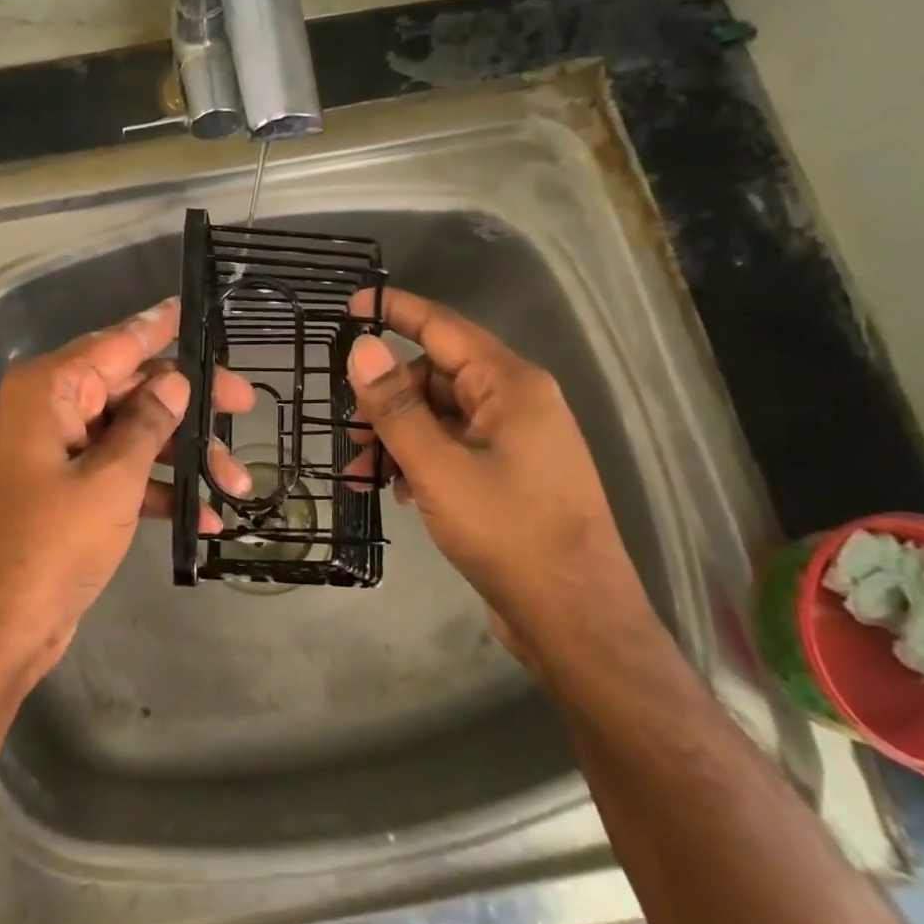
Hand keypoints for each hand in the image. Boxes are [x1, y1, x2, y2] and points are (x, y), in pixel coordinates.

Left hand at [0, 297, 254, 681]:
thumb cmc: (48, 546)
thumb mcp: (109, 481)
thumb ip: (147, 423)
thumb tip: (174, 379)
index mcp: (50, 390)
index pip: (117, 343)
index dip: (160, 326)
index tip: (194, 307)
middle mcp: (52, 411)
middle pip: (132, 388)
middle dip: (190, 404)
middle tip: (246, 404)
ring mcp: (60, 452)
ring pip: (133, 434)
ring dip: (183, 456)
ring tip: (239, 485)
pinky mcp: (68, 491)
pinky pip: (121, 474)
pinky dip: (158, 490)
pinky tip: (205, 518)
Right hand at [343, 286, 650, 662]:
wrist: (575, 619)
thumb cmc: (509, 533)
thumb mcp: (439, 468)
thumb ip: (396, 407)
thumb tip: (360, 350)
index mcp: (510, 385)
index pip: (443, 328)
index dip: (397, 311)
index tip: (353, 303)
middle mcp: (517, 403)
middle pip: (436, 376)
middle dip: (386, 400)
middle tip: (348, 433)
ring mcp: (515, 441)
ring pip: (440, 417)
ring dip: (397, 437)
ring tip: (363, 473)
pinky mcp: (509, 475)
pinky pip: (453, 448)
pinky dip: (419, 461)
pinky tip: (397, 492)